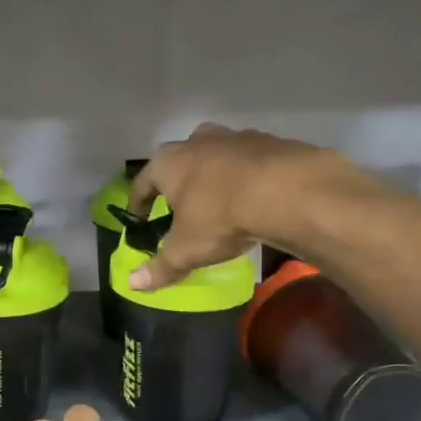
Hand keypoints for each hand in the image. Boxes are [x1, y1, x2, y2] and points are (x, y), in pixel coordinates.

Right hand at [128, 124, 364, 291]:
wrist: (287, 190)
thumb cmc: (221, 217)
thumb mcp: (186, 250)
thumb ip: (159, 267)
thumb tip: (133, 284)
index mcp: (168, 163)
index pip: (142, 183)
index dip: (138, 203)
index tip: (139, 218)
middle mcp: (197, 142)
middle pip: (179, 161)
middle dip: (177, 183)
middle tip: (180, 206)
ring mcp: (234, 137)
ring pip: (215, 155)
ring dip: (213, 174)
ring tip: (219, 199)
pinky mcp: (269, 141)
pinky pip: (249, 160)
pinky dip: (246, 175)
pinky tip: (254, 195)